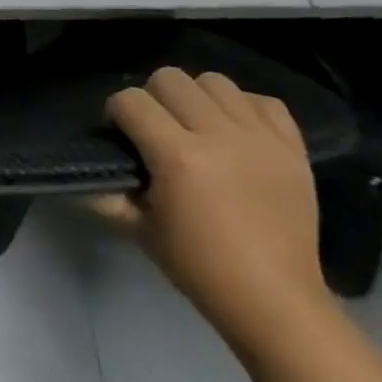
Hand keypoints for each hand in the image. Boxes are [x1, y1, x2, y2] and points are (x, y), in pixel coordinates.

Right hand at [94, 67, 326, 342]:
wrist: (277, 303)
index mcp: (179, 157)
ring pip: (215, 82)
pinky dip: (245, 109)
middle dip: (154, 98)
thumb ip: (109, 194)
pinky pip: (264, 102)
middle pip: (170, 78)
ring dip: (198, 98)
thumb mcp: (140, 230)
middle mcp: (219, 136)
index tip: (121, 134)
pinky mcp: (293, 149)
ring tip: (199, 127)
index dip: (117, 113)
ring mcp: (261, 139)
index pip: (131, 101)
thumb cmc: (200, 268)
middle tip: (158, 129)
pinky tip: (237, 133)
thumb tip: (87, 174)